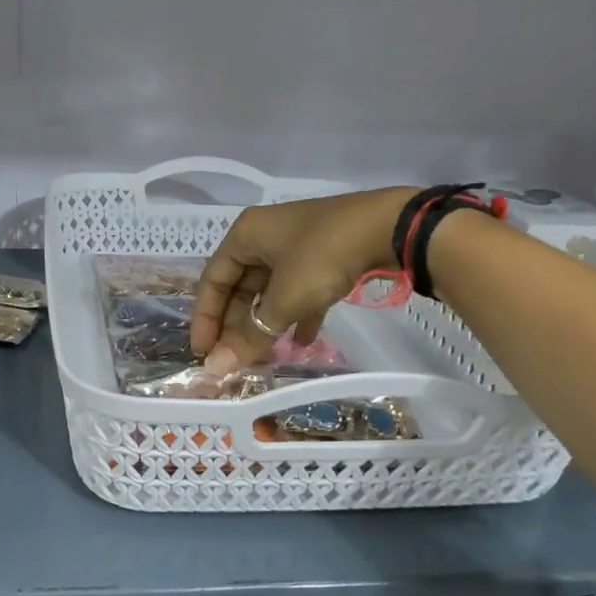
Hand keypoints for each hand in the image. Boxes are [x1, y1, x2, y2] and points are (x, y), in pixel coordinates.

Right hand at [192, 187, 414, 370]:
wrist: (391, 226)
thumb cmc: (323, 256)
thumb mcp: (285, 299)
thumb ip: (251, 334)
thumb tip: (215, 368)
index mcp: (245, 235)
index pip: (212, 280)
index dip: (205, 318)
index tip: (204, 352)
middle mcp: (265, 237)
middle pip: (239, 287)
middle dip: (237, 325)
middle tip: (235, 360)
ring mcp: (296, 245)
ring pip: (269, 290)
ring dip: (265, 323)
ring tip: (264, 357)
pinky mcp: (324, 255)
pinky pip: (299, 289)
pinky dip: (296, 314)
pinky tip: (304, 342)